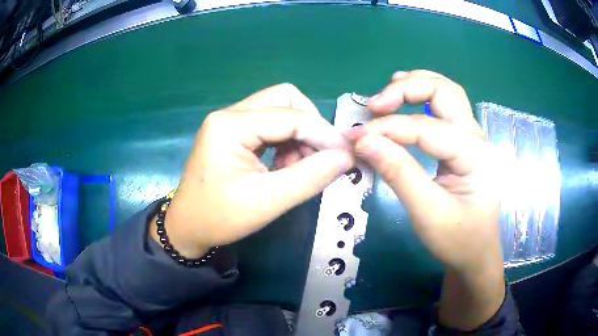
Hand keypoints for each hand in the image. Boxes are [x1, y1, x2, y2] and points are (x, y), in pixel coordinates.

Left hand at [152, 84, 353, 257]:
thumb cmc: (220, 218)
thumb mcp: (267, 202)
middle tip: (318, 158)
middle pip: (285, 99)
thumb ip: (310, 177)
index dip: (323, 133)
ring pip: (280, 109)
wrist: (187, 227)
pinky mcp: (233, 132)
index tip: (346, 155)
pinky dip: (286, 140)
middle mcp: (229, 114)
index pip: (290, 116)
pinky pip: (270, 124)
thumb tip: (346, 157)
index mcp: (230, 125)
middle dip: (309, 126)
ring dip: (299, 134)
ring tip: (298, 167)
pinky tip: (285, 165)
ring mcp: (230, 121)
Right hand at [345, 70, 503, 329]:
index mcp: (474, 154)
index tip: (355, 138)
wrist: (477, 254)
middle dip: (406, 90)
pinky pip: (446, 107)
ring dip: (416, 86)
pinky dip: (423, 97)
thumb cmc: (458, 240)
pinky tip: (407, 100)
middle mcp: (477, 137)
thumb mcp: (428, 214)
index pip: (425, 127)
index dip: (387, 129)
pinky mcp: (465, 143)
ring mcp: (473, 137)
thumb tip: (364, 142)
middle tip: (374, 105)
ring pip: (447, 93)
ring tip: (387, 95)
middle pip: (443, 91)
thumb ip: (398, 174)